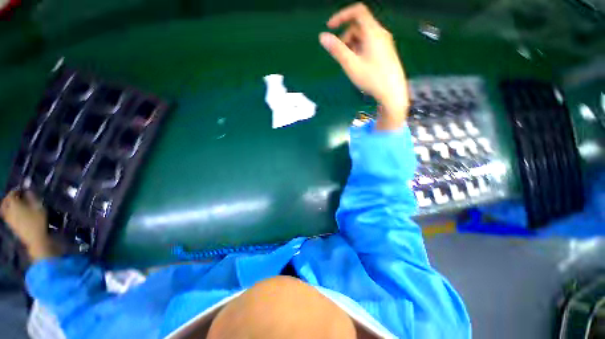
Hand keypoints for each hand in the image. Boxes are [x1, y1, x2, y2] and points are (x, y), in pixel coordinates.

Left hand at [1, 190, 58, 260]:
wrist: (35, 239)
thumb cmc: (38, 221)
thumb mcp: (39, 207)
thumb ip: (32, 198)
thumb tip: (28, 191)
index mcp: (14, 205)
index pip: (11, 194)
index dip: (16, 190)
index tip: (23, 190)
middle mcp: (8, 211)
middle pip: (5, 202)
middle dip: (9, 198)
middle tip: (16, 196)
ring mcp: (9, 219)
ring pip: (5, 209)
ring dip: (9, 205)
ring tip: (16, 204)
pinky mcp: (11, 225)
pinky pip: (7, 215)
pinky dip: (10, 212)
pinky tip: (16, 213)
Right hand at [319, 3, 408, 129]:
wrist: (392, 92)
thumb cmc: (372, 78)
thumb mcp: (351, 65)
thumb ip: (337, 50)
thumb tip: (322, 37)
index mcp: (373, 32)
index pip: (357, 11)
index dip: (342, 16)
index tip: (330, 27)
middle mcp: (380, 33)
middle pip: (359, 26)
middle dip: (346, 37)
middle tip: (340, 55)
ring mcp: (384, 43)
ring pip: (364, 37)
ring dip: (352, 45)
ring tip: (349, 63)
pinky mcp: (385, 52)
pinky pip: (369, 44)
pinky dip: (360, 50)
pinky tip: (358, 65)